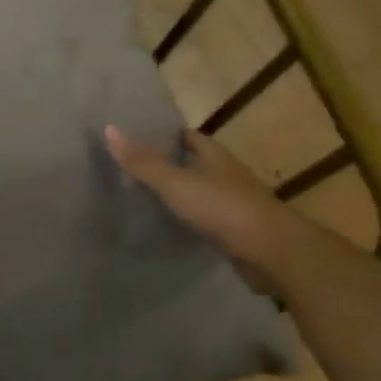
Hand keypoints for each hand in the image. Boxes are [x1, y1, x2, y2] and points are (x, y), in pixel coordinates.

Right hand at [104, 125, 313, 290]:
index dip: (166, 135)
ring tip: (144, 196)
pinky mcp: (235, 231)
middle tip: (134, 166)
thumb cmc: (222, 208)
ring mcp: (234, 204)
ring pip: (201, 191)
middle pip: (196, 163)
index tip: (139, 136)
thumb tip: (108, 129)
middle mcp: (227, 175)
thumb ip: (142, 162)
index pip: (189, 137)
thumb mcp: (175, 182)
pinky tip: (169, 225)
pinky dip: (189, 218)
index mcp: (216, 156)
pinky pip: (206, 218)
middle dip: (170, 163)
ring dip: (180, 193)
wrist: (271, 251)